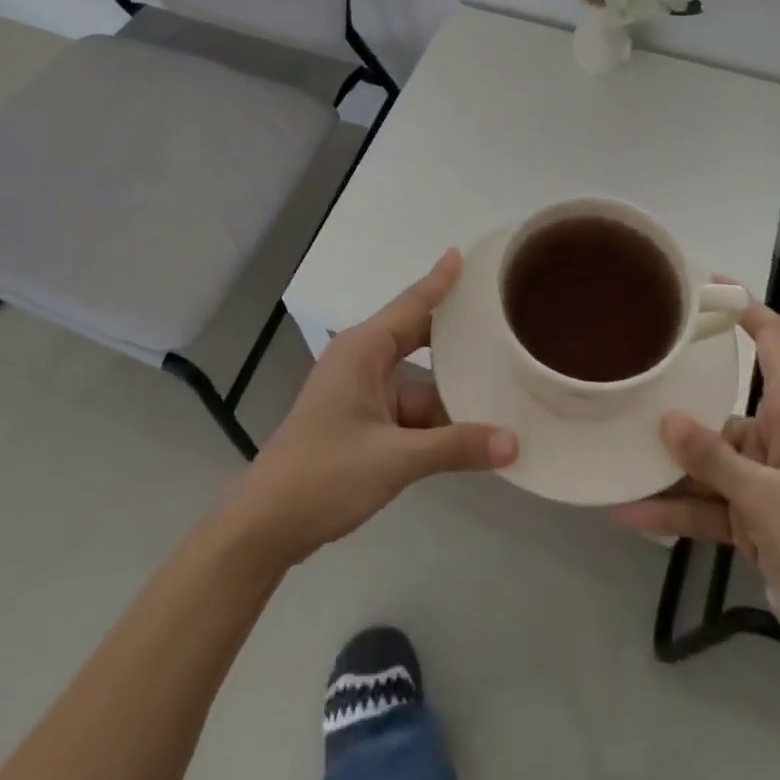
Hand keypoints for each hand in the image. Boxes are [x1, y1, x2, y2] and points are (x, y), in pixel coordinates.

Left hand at [226, 250, 517, 567]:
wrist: (265, 525)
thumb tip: (514, 442)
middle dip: (455, 335)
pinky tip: (470, 432)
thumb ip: (456, 447)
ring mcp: (360, 393)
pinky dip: (434, 421)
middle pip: (418, 338)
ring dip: (450, 391)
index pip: (413, 304)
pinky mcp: (360, 422)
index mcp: (364, 350)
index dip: (440, 280)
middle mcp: (362, 361)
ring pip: (417, 382)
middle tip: (500, 320)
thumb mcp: (395, 459)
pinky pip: (407, 410)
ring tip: (501, 384)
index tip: (465, 254)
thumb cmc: (325, 474)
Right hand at [612, 294, 779, 667]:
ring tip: (613, 457)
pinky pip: (709, 509)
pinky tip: (631, 515)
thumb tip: (666, 418)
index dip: (742, 308)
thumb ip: (715, 459)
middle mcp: (776, 438)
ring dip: (667, 469)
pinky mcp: (758, 525)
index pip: (771, 341)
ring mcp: (765, 484)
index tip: (703, 285)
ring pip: (707, 464)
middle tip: (620, 390)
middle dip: (674, 406)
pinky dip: (676, 513)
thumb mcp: (771, 497)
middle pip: (718, 409)